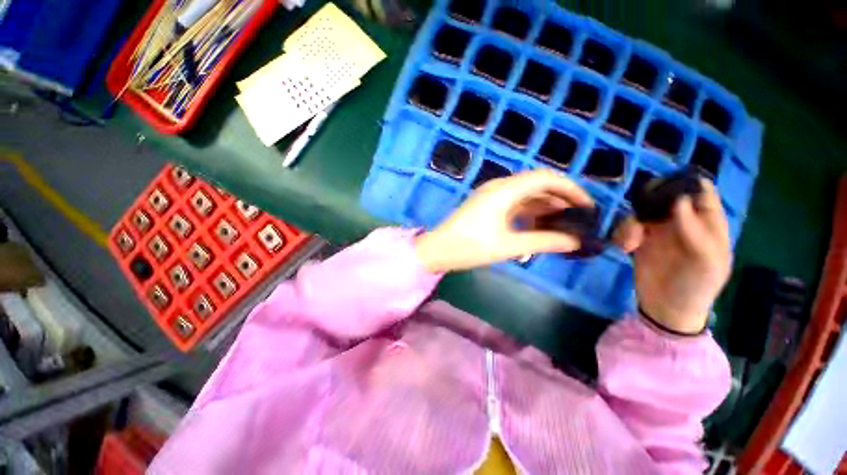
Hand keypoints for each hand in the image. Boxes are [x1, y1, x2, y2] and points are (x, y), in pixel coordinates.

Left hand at [415, 169, 593, 272]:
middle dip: (560, 199)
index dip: (570, 189)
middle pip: (537, 185)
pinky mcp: (487, 205)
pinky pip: (514, 204)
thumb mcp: (509, 245)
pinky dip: (529, 213)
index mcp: (505, 190)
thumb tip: (575, 242)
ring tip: (563, 226)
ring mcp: (492, 195)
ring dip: (545, 208)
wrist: (438, 250)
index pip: (546, 178)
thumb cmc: (470, 247)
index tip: (587, 207)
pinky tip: (538, 227)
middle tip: (578, 219)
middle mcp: (499, 187)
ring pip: (526, 195)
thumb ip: (544, 241)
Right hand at [614, 179, 731, 333]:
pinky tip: (624, 248)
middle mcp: (683, 222)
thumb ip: (696, 231)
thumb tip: (679, 200)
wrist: (666, 309)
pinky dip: (622, 233)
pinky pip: (627, 226)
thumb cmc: (695, 287)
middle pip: (666, 197)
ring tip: (631, 242)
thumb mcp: (705, 263)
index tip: (665, 189)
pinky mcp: (639, 240)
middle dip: (650, 201)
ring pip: (642, 210)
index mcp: (708, 223)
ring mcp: (659, 231)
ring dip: (632, 222)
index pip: (701, 192)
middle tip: (640, 214)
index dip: (685, 185)